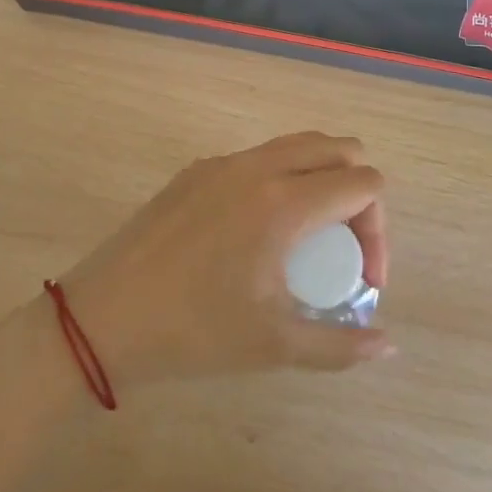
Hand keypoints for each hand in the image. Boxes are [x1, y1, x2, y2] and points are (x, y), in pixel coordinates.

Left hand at [56, 133, 392, 390]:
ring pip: (296, 145)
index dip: (379, 230)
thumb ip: (340, 346)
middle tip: (343, 248)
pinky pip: (258, 158)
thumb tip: (388, 344)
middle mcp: (259, 167)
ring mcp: (224, 162)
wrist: (103, 317)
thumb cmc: (194, 332)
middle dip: (357, 191)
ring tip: (308, 237)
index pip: (364, 183)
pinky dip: (281, 179)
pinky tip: (258, 232)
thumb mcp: (274, 346)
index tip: (363, 280)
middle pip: (337, 147)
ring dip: (320, 178)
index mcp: (284, 203)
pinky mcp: (196, 170)